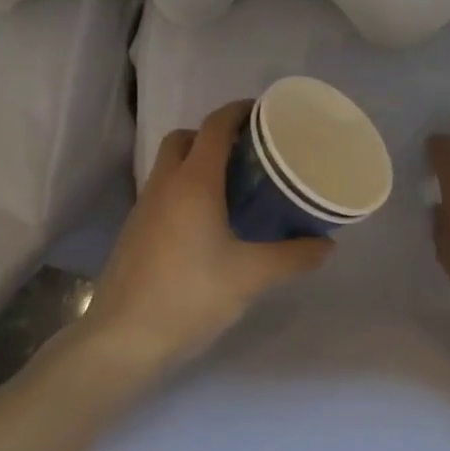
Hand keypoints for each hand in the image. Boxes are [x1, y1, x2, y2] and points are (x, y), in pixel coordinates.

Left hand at [86, 101, 334, 368]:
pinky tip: (207, 223)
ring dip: (197, 162)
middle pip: (185, 138)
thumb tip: (327, 244)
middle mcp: (165, 184)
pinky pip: (162, 192)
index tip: (264, 113)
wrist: (123, 338)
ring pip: (170, 165)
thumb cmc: (190, 296)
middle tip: (249, 154)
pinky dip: (184, 189)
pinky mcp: (134, 231)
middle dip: (214, 135)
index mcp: (194, 182)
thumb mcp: (251, 277)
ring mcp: (144, 207)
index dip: (238, 111)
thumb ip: (293, 257)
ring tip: (233, 188)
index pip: (215, 126)